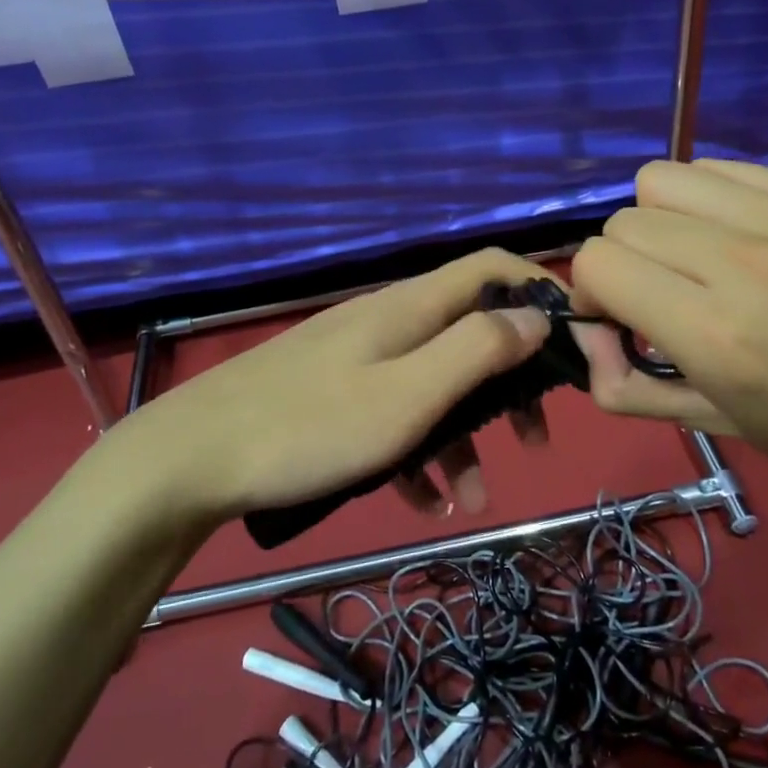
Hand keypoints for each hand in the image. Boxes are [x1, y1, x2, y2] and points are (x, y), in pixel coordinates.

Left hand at [116, 249, 555, 522]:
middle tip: (537, 437)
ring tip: (473, 499)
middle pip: (471, 331)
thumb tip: (536, 313)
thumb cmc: (312, 426)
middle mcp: (390, 321)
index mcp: (412, 307)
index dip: (540, 290)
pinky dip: (416, 451)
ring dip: (463, 435)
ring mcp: (359, 357)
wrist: (193, 460)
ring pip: (433, 384)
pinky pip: (393, 414)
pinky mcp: (334, 394)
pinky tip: (419, 501)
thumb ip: (477, 349)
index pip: (492, 266)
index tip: (574, 344)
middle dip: (509, 382)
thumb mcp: (409, 394)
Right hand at [570, 159, 767, 506]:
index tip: (617, 318)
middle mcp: (742, 260)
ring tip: (693, 258)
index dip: (591, 291)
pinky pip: (714, 170)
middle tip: (657, 296)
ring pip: (659, 181)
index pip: (597, 262)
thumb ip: (625, 386)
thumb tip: (587, 335)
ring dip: (657, 221)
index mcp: (716, 333)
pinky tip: (735, 237)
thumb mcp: (714, 425)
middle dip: (622, 261)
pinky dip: (703, 201)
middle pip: (623, 221)